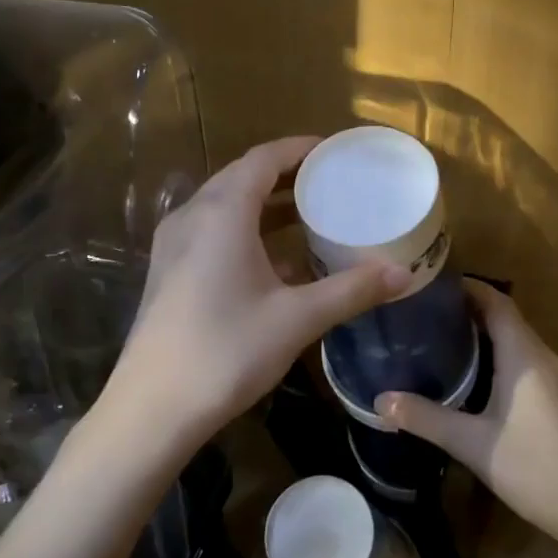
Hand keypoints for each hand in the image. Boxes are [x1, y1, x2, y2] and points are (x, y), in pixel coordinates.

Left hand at [100, 137, 409, 450]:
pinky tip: (277, 261)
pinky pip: (213, 231)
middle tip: (332, 182)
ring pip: (226, 206)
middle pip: (243, 177)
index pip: (264, 158)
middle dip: (288, 175)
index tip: (336, 151)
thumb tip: (404, 273)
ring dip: (267, 205)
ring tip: (311, 215)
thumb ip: (352, 290)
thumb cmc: (227, 351)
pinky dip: (248, 231)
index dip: (300, 149)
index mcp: (222, 212)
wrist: (153, 408)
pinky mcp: (170, 271)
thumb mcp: (298, 318)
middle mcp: (193, 216)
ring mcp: (175, 244)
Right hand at [375, 283, 557, 545]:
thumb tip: (379, 401)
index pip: (497, 302)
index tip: (432, 283)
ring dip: (485, 331)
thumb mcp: (471, 443)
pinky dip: (498, 353)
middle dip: (469, 308)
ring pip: (517, 340)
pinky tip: (474, 374)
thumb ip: (425, 418)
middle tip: (426, 310)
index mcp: (525, 357)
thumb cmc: (532, 467)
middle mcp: (543, 358)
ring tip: (442, 335)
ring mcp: (556, 378)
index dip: (468, 287)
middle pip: (507, 317)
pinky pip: (525, 360)